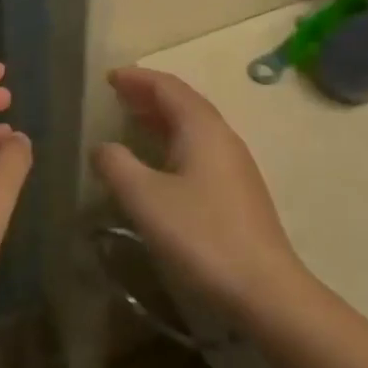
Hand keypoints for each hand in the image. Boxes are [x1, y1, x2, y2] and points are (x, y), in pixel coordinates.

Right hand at [93, 67, 303, 315]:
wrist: (265, 291)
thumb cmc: (201, 236)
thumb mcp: (145, 198)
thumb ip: (117, 165)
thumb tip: (103, 148)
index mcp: (202, 129)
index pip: (168, 87)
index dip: (138, 78)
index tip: (110, 77)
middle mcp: (223, 138)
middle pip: (184, 103)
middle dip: (149, 95)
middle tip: (118, 94)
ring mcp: (235, 166)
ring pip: (194, 128)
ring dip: (162, 119)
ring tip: (133, 121)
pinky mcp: (238, 192)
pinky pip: (200, 150)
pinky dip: (173, 142)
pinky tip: (161, 163)